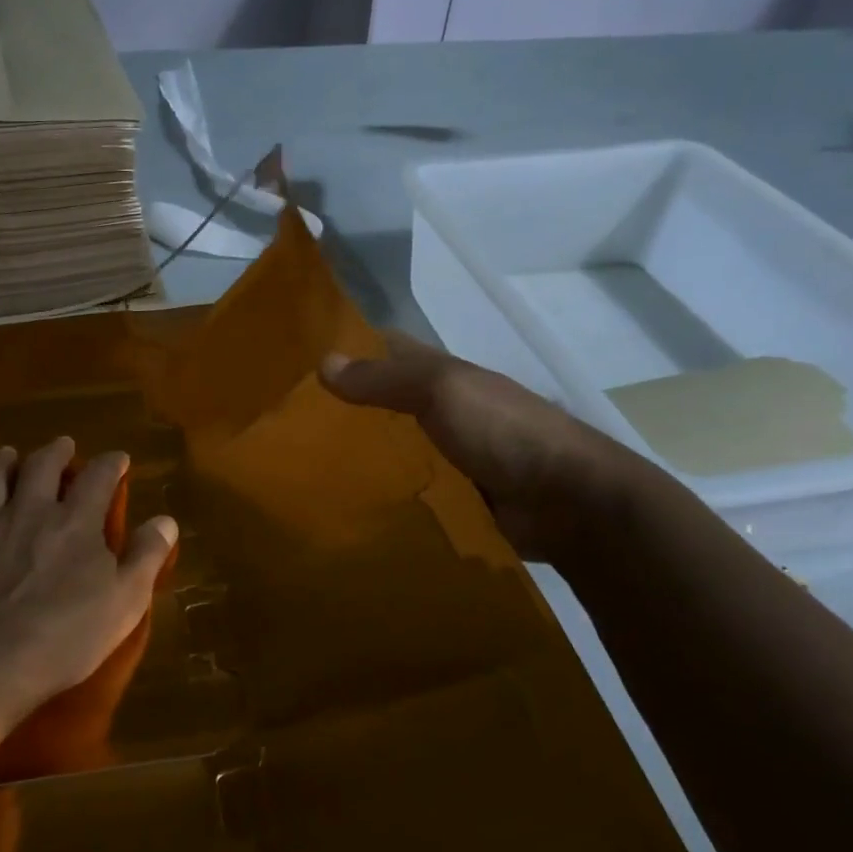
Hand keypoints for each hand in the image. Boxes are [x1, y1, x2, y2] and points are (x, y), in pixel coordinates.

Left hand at [0, 437, 177, 717]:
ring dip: (3, 464)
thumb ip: (147, 555)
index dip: (110, 464)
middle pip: (41, 467)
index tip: (118, 459)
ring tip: (8, 454)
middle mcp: (31, 511)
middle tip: (63, 445)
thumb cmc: (67, 634)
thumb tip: (166, 519)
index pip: (98, 477)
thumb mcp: (126, 600)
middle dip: (55, 452)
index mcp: (76, 521)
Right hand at [319, 332, 659, 562]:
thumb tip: (322, 363)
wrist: (568, 501)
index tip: (299, 361)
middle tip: (285, 423)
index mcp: (442, 375)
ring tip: (302, 467)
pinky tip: (340, 503)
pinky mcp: (450, 497)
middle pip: (383, 403)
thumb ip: (383, 379)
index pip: (387, 350)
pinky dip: (378, 493)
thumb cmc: (503, 430)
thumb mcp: (441, 390)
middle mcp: (442, 410)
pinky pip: (404, 489)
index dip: (349, 348)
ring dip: (357, 456)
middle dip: (342, 409)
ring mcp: (447, 455)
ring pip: (390, 448)